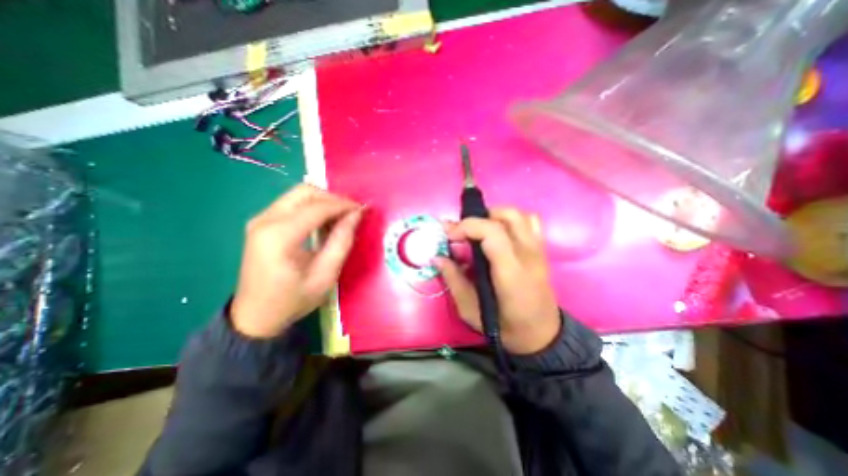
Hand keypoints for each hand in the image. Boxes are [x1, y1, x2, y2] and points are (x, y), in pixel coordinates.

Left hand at [230, 184, 362, 338]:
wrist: (256, 317)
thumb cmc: (293, 300)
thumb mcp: (325, 275)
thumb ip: (342, 241)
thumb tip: (356, 215)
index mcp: (279, 236)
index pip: (318, 207)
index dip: (344, 205)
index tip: (363, 209)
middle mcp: (265, 220)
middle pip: (305, 192)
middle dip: (333, 198)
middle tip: (351, 212)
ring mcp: (260, 219)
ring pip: (298, 195)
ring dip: (323, 201)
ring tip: (341, 217)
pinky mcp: (261, 223)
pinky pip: (291, 204)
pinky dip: (312, 207)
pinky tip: (324, 222)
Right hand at [437, 206, 560, 354]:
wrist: (541, 334)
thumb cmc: (505, 327)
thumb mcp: (471, 311)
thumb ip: (453, 280)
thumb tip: (437, 257)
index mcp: (511, 273)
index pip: (492, 232)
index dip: (467, 226)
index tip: (449, 236)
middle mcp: (527, 255)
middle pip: (507, 216)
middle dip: (478, 218)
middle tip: (462, 233)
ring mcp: (538, 250)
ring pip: (519, 215)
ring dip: (494, 216)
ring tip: (479, 231)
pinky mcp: (542, 250)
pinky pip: (531, 222)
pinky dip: (512, 220)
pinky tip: (500, 234)